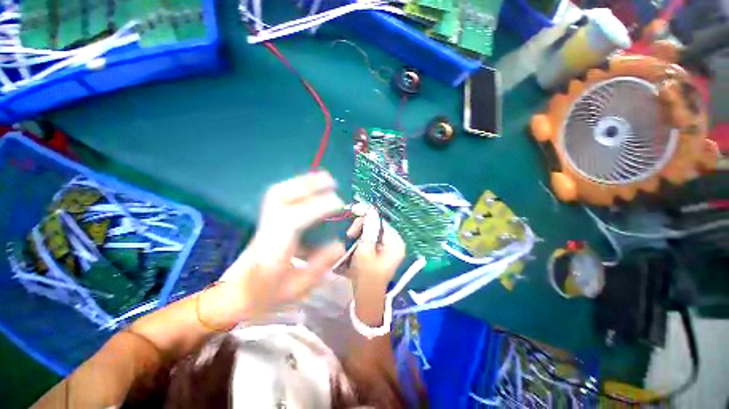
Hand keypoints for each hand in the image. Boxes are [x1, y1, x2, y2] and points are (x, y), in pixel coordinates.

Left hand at [219, 171, 345, 318]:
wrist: (234, 295)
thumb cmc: (266, 295)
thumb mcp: (298, 287)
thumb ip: (320, 265)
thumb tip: (340, 244)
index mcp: (274, 248)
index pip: (295, 219)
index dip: (318, 208)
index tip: (339, 203)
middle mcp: (267, 229)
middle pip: (281, 197)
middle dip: (307, 185)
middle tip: (330, 181)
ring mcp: (264, 222)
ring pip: (278, 193)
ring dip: (301, 182)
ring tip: (322, 178)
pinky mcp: (266, 220)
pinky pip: (279, 197)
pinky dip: (295, 187)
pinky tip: (309, 188)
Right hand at [346, 206, 405, 288]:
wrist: (366, 295)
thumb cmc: (366, 275)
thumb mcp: (365, 250)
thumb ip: (368, 229)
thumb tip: (370, 211)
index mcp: (395, 243)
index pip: (381, 222)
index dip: (367, 216)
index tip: (354, 212)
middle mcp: (395, 242)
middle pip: (377, 225)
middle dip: (362, 226)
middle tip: (350, 233)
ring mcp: (389, 246)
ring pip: (373, 230)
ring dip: (360, 232)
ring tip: (350, 238)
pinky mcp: (383, 250)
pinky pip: (372, 237)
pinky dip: (362, 237)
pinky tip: (355, 242)